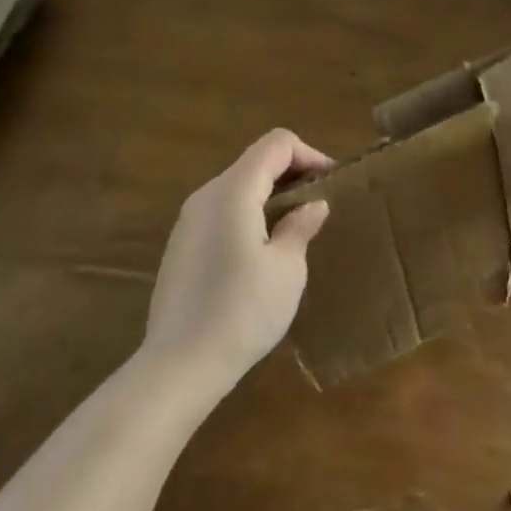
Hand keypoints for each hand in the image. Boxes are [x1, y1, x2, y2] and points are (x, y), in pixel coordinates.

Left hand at [142, 129, 331, 388]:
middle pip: (256, 161)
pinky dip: (249, 214)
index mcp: (233, 191)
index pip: (276, 144)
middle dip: (292, 174)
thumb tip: (313, 205)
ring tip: (296, 228)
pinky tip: (263, 253)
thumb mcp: (286, 269)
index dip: (310, 154)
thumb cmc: (242, 311)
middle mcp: (206, 195)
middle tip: (320, 205)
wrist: (179, 366)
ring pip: (238, 187)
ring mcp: (188, 221)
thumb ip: (300, 227)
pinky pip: (222, 212)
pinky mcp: (181, 246)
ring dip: (271, 196)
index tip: (332, 183)